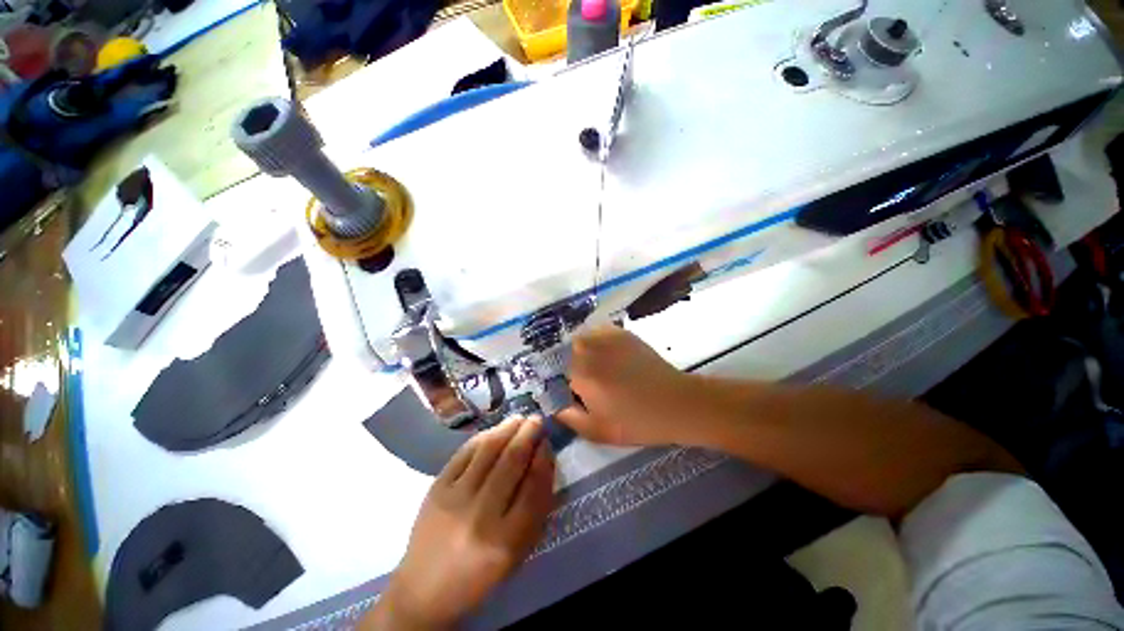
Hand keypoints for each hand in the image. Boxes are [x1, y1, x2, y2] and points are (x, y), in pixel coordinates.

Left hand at [366, 415, 555, 629]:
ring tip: (519, 419)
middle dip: (528, 435)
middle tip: (537, 419)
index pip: (534, 487)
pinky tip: (494, 431)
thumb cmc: (480, 574)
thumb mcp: (517, 552)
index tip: (547, 442)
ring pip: (488, 450)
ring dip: (507, 429)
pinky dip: (483, 437)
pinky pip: (464, 453)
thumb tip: (543, 460)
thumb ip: (535, 508)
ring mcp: (455, 498)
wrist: (424, 589)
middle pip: (511, 462)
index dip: (543, 458)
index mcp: (506, 540)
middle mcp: (480, 515)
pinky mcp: (436, 488)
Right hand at [557, 326, 696, 445]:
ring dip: (583, 352)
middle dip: (573, 367)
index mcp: (580, 373)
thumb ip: (569, 418)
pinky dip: (597, 342)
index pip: (557, 374)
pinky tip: (609, 356)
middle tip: (589, 383)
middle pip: (566, 354)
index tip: (574, 393)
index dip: (564, 384)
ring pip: (581, 340)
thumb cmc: (635, 421)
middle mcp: (588, 349)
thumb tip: (554, 405)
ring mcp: (606, 337)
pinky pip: (598, 333)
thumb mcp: (597, 431)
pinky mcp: (621, 333)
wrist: (674, 403)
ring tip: (599, 368)